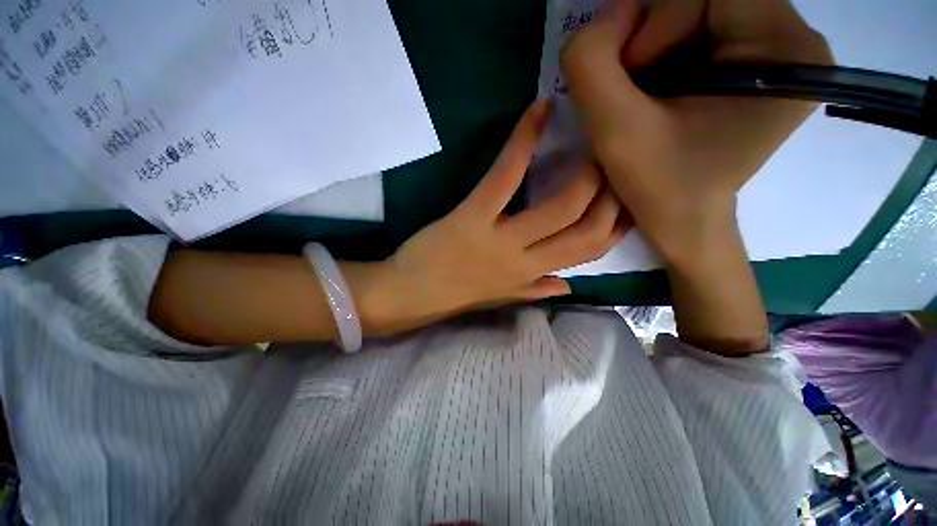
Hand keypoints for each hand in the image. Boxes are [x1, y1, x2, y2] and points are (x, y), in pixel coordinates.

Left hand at [364, 100, 628, 333]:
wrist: (410, 295)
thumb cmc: (455, 294)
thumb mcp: (501, 297)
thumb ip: (535, 291)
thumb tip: (568, 287)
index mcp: (532, 276)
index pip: (591, 251)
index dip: (619, 224)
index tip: (630, 196)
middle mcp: (525, 260)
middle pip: (586, 226)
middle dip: (613, 191)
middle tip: (616, 156)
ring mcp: (500, 238)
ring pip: (559, 205)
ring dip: (585, 169)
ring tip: (593, 135)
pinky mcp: (472, 216)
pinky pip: (505, 176)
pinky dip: (523, 141)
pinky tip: (537, 111)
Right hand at [561, 0, 832, 263]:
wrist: (682, 223)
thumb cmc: (659, 188)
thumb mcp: (615, 130)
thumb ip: (592, 66)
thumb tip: (597, 24)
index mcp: (784, 49)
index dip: (652, 23)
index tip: (623, 77)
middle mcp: (791, 41)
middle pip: (703, 0)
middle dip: (649, 39)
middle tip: (624, 89)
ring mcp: (775, 54)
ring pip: (695, 16)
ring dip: (650, 51)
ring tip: (635, 98)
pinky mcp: (753, 68)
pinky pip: (697, 37)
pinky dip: (660, 59)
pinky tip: (649, 96)